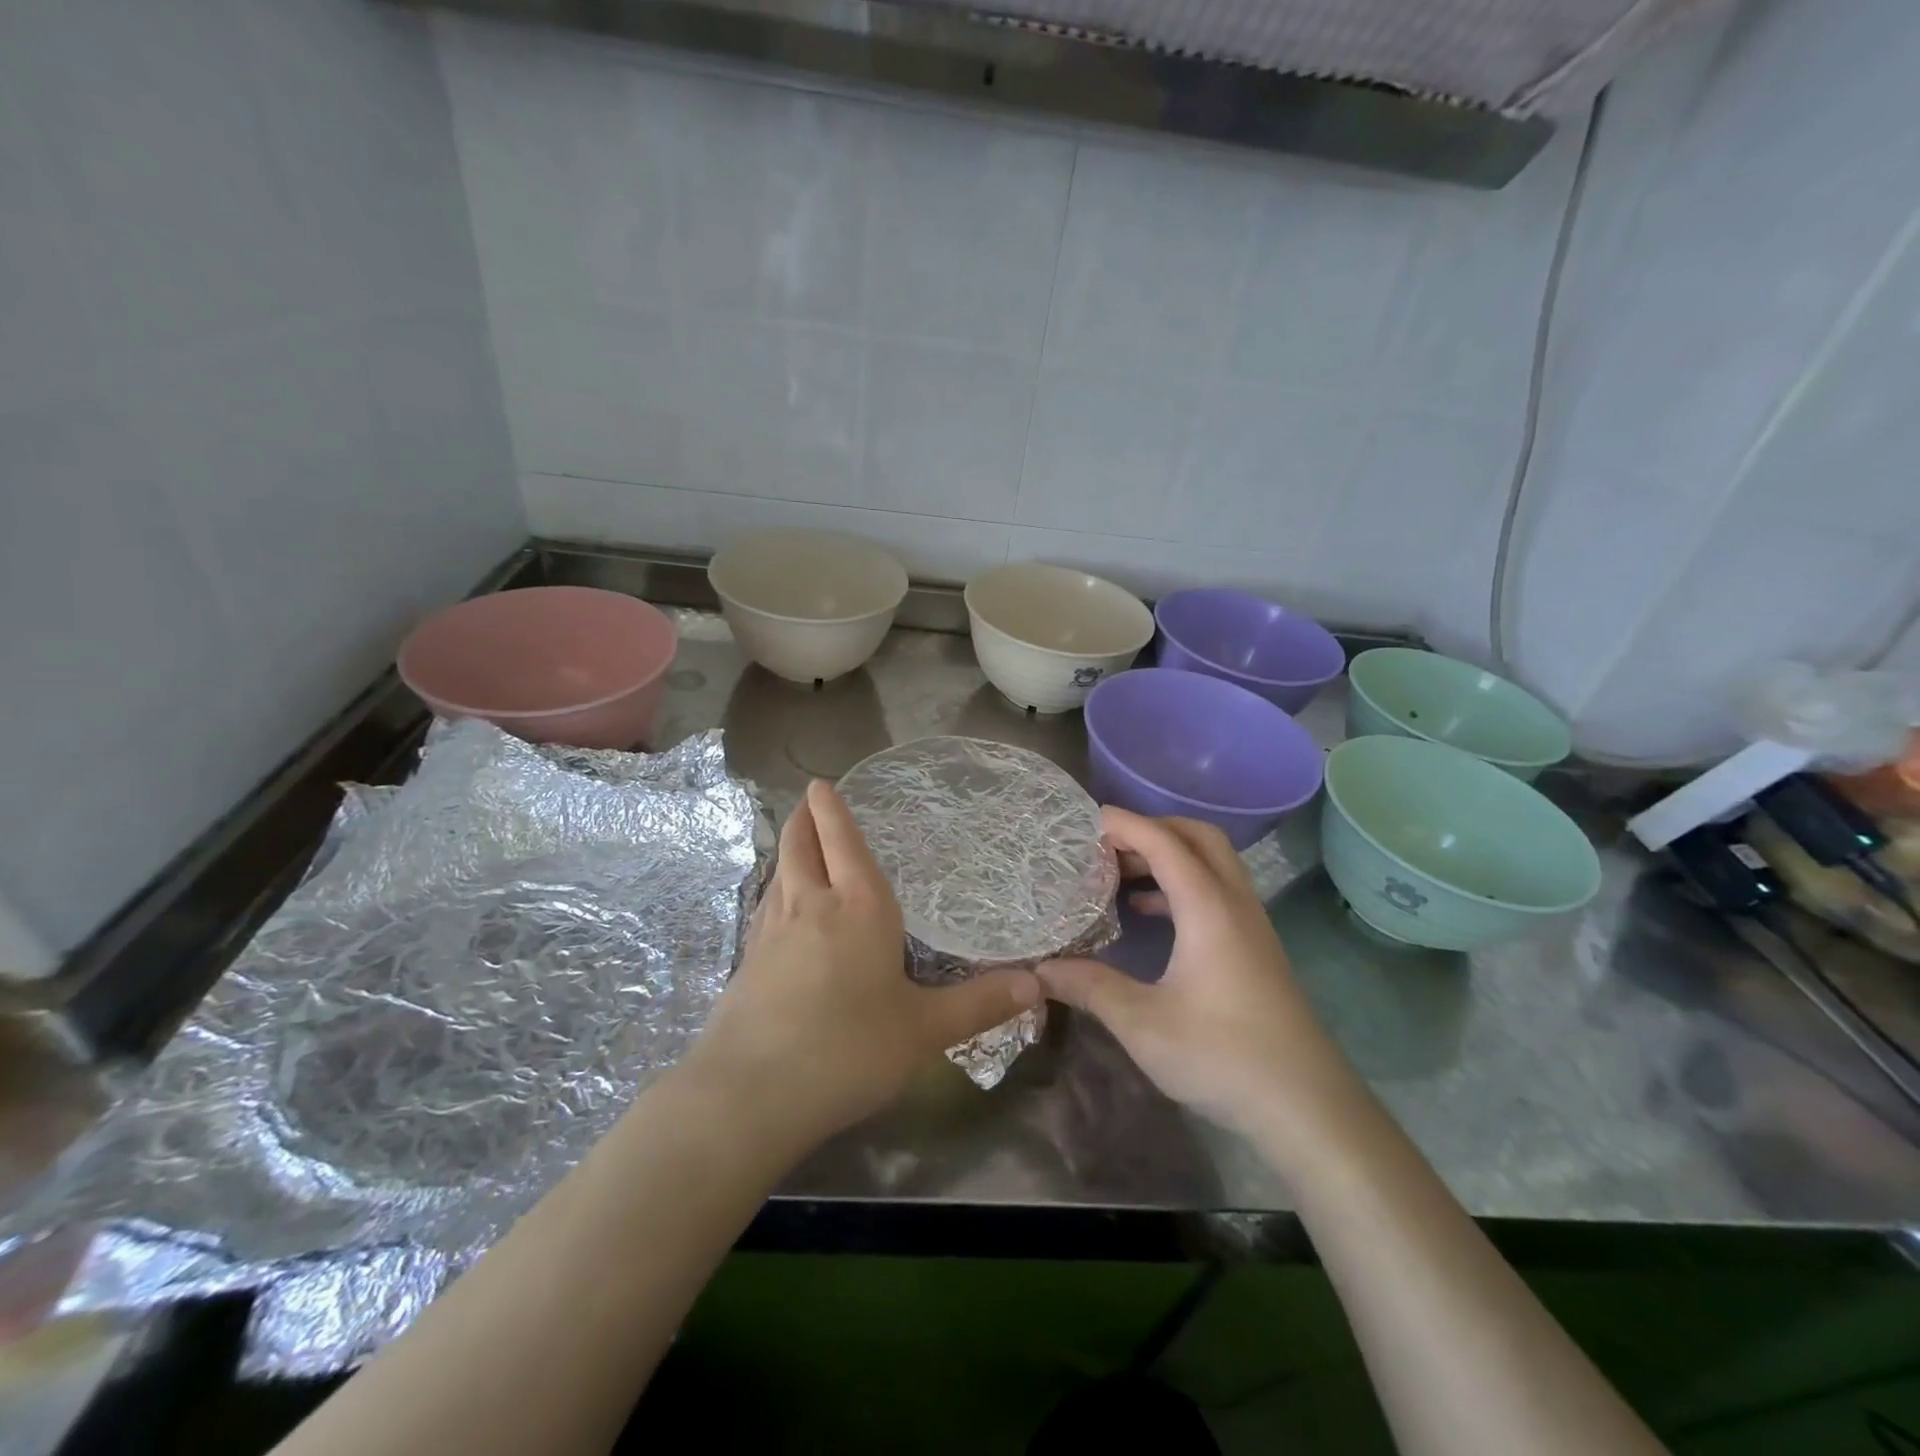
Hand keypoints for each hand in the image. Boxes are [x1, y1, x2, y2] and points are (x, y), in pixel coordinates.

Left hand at [681, 780, 1040, 1151]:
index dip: (832, 810)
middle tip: (808, 801)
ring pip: (779, 873)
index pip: (844, 842)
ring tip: (797, 844)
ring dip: (788, 850)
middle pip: (801, 846)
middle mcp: (811, 906)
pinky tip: (778, 907)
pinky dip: (775, 889)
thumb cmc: (848, 1050)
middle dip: (804, 819)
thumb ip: (979, 1005)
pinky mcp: (747, 962)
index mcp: (858, 907)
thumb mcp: (924, 1031)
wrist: (750, 1093)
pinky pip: (765, 906)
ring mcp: (771, 932)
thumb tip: (1036, 985)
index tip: (821, 784)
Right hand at [1039, 810, 1358, 1144]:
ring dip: (1167, 856)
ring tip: (1119, 874)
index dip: (1122, 824)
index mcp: (1208, 907)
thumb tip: (1040, 969)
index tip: (1081, 821)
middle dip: (1150, 829)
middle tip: (1105, 845)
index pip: (1163, 841)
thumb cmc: (1224, 1057)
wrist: (1308, 1107)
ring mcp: (1250, 925)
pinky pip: (1215, 892)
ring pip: (1211, 863)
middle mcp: (1234, 903)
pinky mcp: (1254, 948)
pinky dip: (1180, 886)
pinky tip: (1149, 916)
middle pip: (1196, 836)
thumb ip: (1090, 987)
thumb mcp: (1143, 1024)